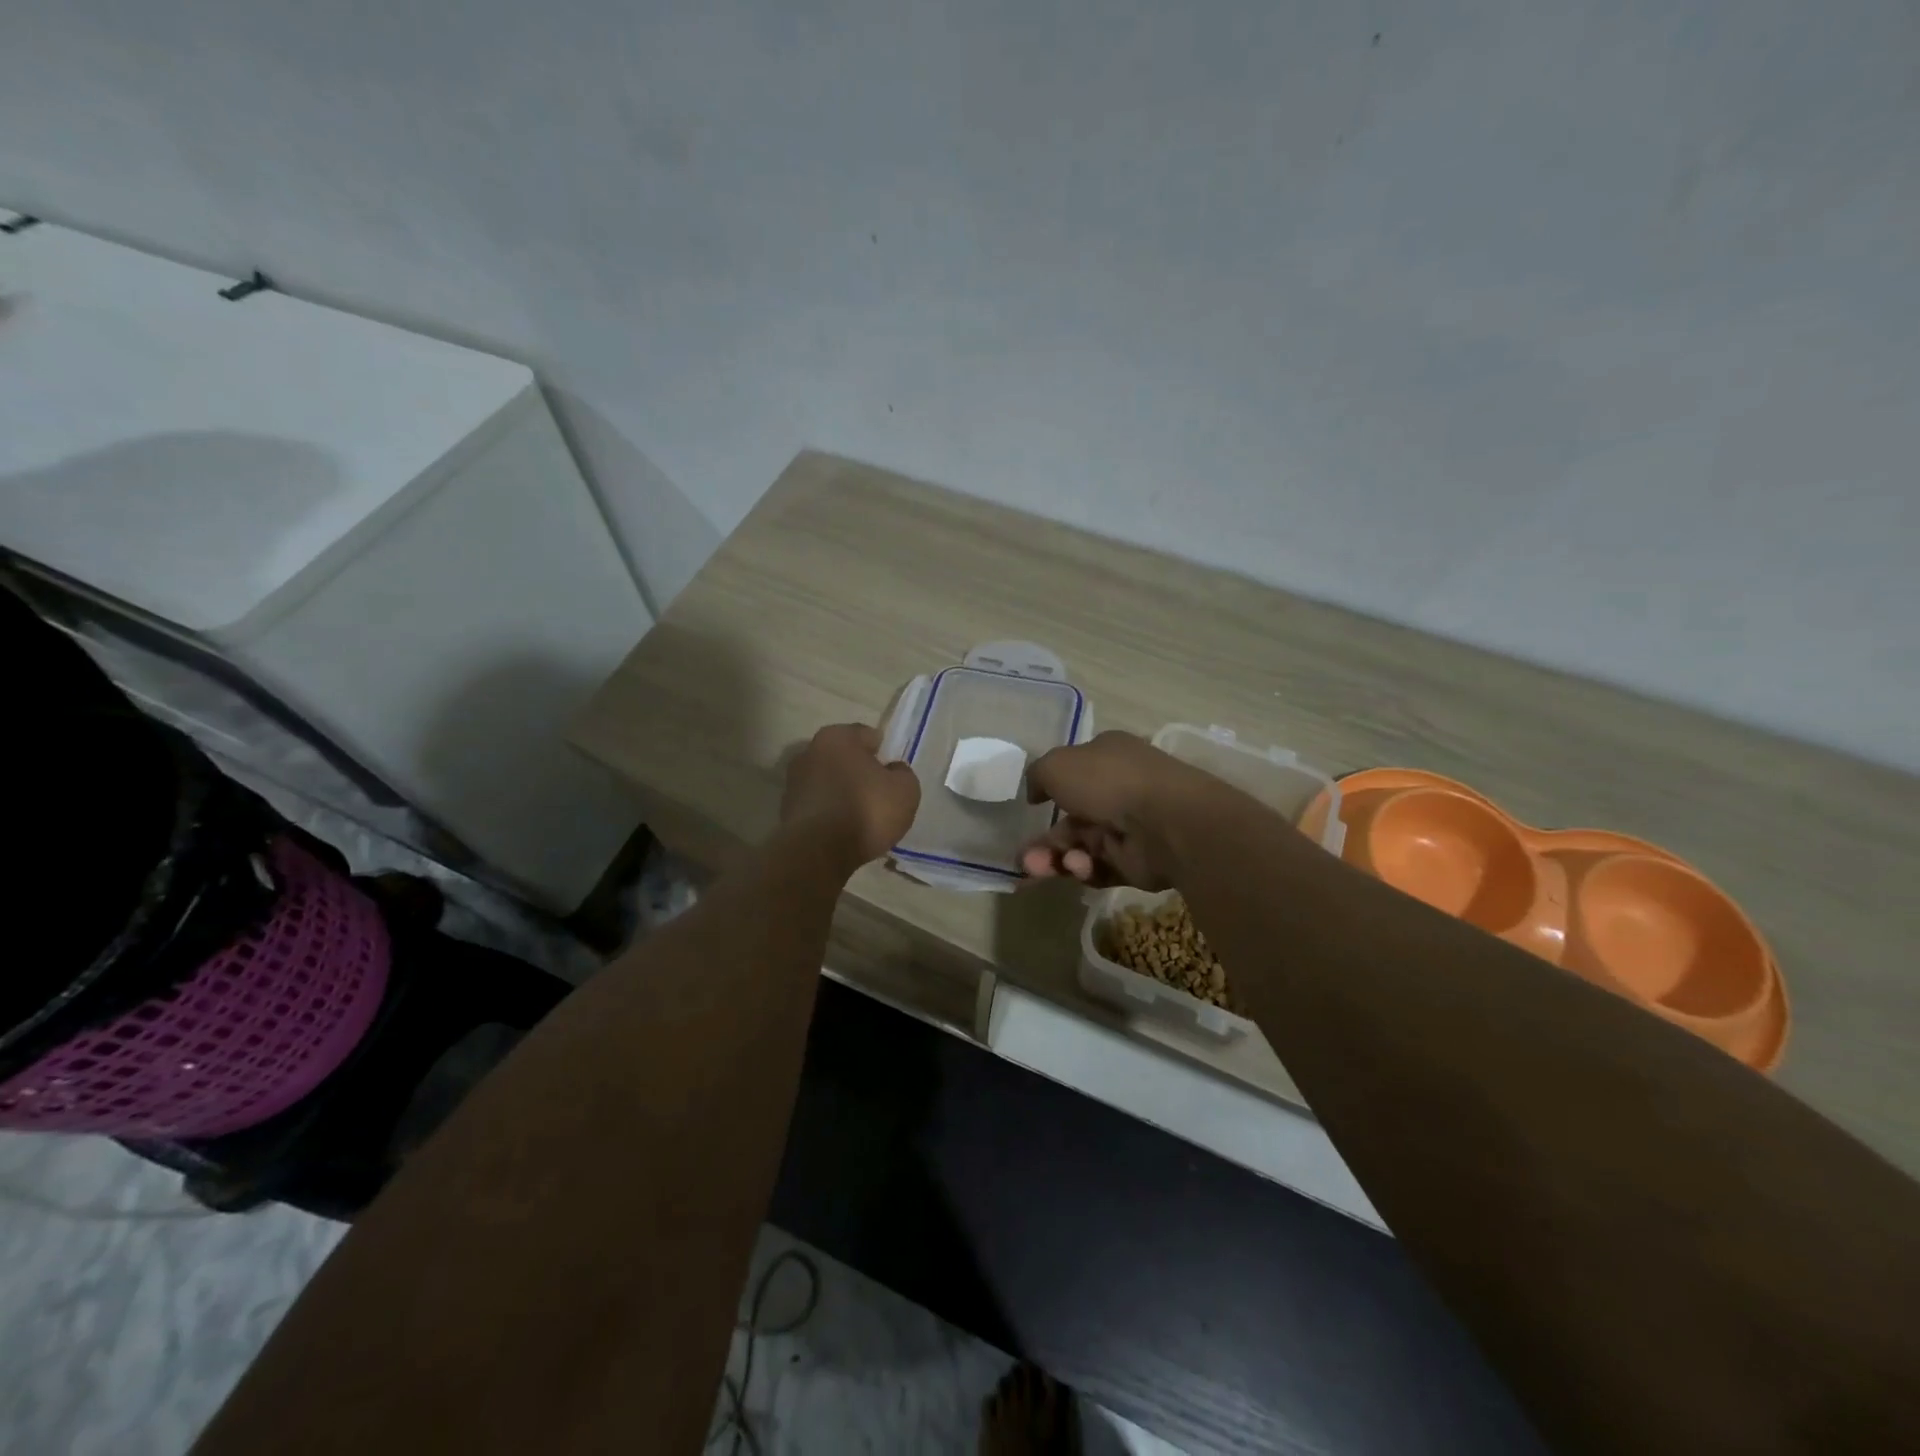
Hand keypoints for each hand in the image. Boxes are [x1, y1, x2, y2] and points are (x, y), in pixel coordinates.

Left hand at [780, 723, 920, 869]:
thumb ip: (902, 773)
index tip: (892, 775)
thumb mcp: (905, 790)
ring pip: (828, 781)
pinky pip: (818, 805)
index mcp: (837, 737)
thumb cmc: (866, 811)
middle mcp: (809, 752)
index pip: (867, 735)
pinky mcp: (785, 810)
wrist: (819, 853)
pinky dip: (829, 812)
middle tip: (878, 795)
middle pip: (844, 758)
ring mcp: (793, 782)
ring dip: (842, 792)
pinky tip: (842, 830)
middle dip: (860, 772)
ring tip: (860, 817)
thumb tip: (892, 770)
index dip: (884, 754)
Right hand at [1019, 731, 1226, 887]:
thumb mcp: (1056, 765)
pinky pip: (1099, 868)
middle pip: (1072, 819)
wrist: (1164, 822)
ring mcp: (1128, 828)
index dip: (1051, 789)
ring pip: (1080, 847)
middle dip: (1045, 841)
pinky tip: (1078, 867)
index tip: (1032, 806)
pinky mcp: (1135, 863)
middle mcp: (1119, 790)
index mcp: (1107, 758)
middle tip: (1025, 859)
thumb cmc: (1108, 781)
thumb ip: (1038, 776)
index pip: (1074, 772)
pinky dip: (1083, 869)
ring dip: (1054, 858)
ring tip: (1037, 868)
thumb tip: (1036, 793)